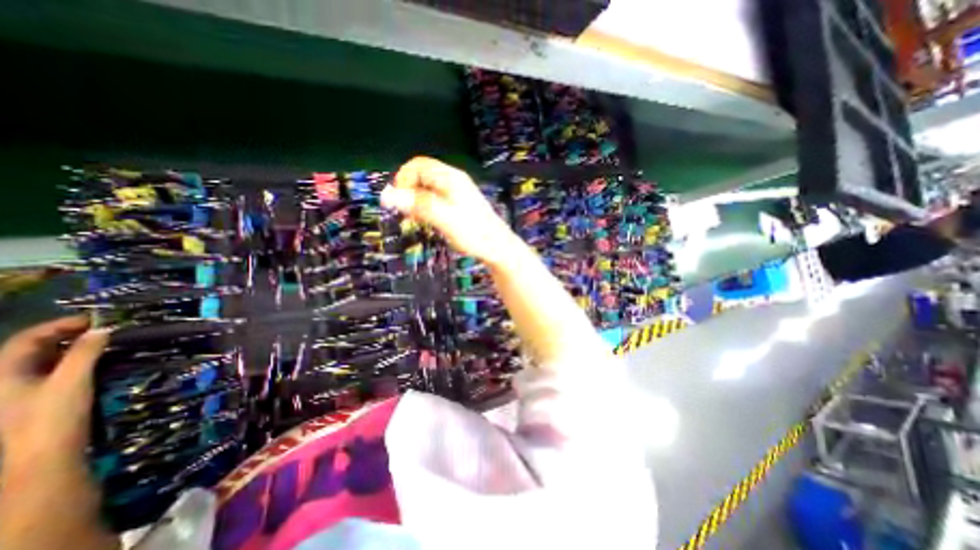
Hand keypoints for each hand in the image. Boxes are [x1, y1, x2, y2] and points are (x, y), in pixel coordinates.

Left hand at [0, 319, 106, 467]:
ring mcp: (18, 392)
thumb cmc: (51, 416)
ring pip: (43, 361)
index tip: (97, 319)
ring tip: (103, 342)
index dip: (60, 325)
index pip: (28, 338)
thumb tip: (103, 329)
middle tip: (103, 329)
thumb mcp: (71, 381)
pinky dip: (72, 362)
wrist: (43, 457)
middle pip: (32, 349)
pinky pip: (51, 372)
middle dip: (67, 336)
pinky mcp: (35, 400)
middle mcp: (4, 379)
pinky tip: (93, 362)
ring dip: (72, 349)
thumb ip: (85, 352)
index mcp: (2, 373)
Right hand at [382, 155, 519, 266]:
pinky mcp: (459, 204)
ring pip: (428, 188)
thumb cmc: (473, 233)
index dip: (403, 179)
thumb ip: (418, 205)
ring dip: (416, 200)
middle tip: (404, 212)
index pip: (418, 165)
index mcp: (451, 178)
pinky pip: (436, 198)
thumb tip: (387, 195)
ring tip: (413, 219)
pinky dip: (426, 207)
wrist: (498, 247)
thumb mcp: (444, 219)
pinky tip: (426, 220)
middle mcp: (454, 180)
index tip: (397, 200)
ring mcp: (457, 192)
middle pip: (422, 175)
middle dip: (408, 190)